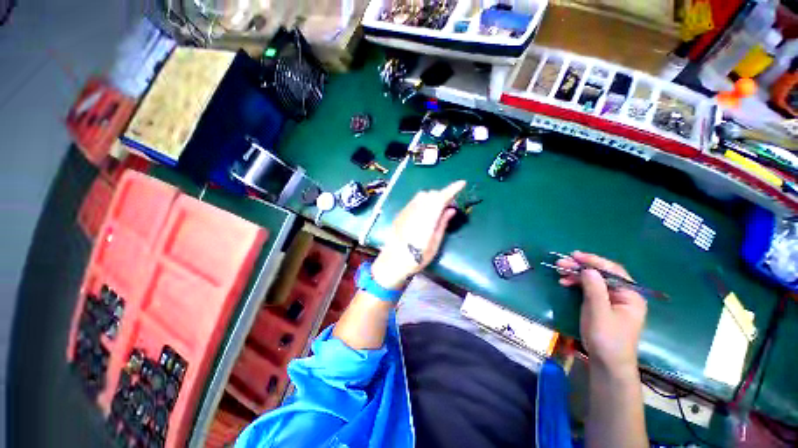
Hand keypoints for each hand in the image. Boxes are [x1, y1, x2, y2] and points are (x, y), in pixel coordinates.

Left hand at [371, 180, 465, 289]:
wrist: (393, 261)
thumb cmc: (417, 257)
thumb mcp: (435, 243)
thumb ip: (442, 223)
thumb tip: (451, 209)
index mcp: (427, 218)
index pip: (441, 197)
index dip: (452, 189)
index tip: (462, 183)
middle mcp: (416, 210)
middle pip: (431, 194)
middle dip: (442, 195)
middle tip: (449, 204)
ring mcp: (406, 211)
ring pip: (422, 196)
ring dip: (432, 197)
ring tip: (437, 208)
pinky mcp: (400, 214)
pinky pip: (414, 201)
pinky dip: (423, 201)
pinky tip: (424, 212)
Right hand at [557, 252, 646, 373]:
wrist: (607, 363)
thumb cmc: (607, 339)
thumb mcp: (599, 313)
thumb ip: (595, 289)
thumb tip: (588, 268)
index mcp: (630, 295)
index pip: (613, 271)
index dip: (594, 261)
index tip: (575, 256)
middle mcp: (623, 294)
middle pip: (602, 274)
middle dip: (582, 267)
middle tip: (561, 263)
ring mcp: (612, 300)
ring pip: (594, 280)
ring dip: (577, 274)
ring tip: (560, 271)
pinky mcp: (602, 305)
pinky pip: (590, 288)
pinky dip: (577, 283)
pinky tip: (565, 282)